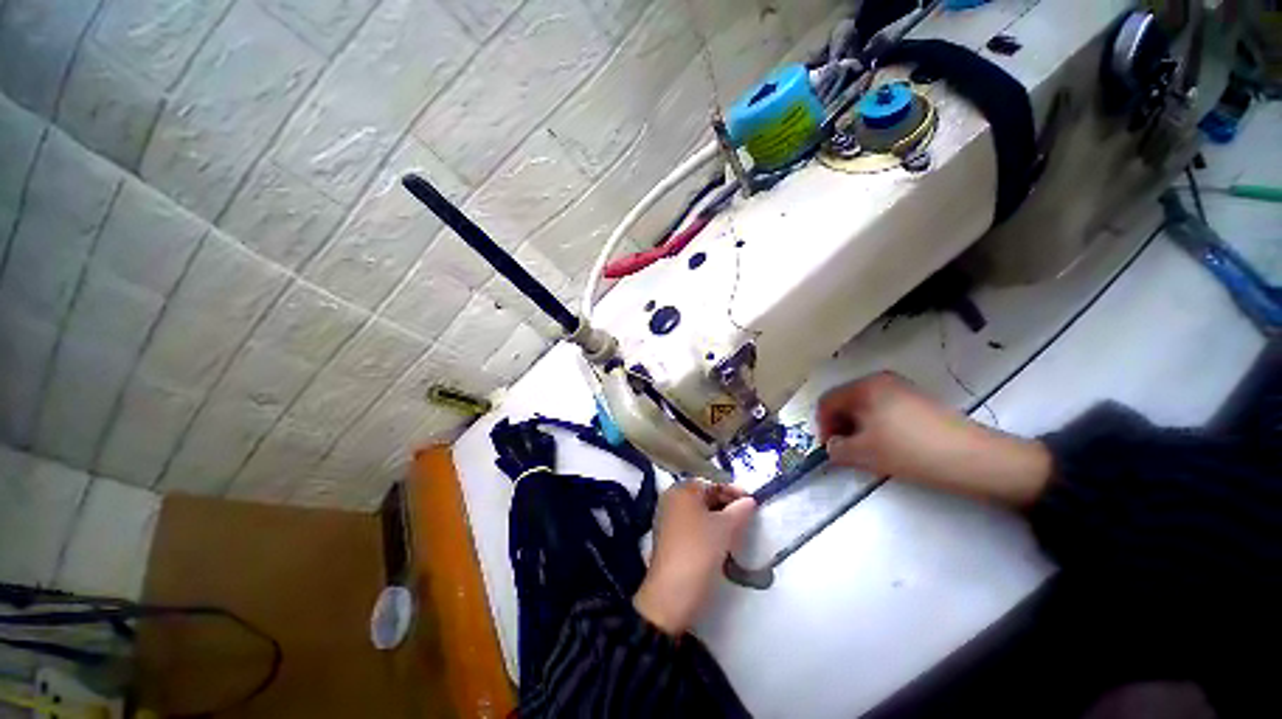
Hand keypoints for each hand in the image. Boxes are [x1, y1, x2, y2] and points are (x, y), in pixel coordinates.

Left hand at [633, 482, 755, 635]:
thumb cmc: (699, 550)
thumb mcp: (725, 528)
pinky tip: (723, 540)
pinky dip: (708, 528)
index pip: (710, 483)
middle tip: (747, 515)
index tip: (752, 501)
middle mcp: (671, 500)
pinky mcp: (670, 538)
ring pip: (699, 512)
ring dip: (719, 517)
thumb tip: (750, 500)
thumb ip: (740, 510)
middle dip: (726, 504)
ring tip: (739, 528)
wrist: (672, 594)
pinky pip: (692, 525)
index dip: (732, 490)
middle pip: (703, 496)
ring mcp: (668, 519)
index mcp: (681, 490)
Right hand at [817, 372, 1051, 505]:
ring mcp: (901, 387)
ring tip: (866, 449)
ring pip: (864, 405)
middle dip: (839, 425)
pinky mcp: (917, 399)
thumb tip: (832, 446)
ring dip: (857, 426)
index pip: (827, 401)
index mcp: (864, 387)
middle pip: (845, 401)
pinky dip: (875, 424)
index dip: (822, 425)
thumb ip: (837, 449)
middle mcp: (879, 380)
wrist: (973, 458)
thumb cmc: (910, 451)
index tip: (829, 448)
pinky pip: (883, 408)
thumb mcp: (864, 454)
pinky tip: (887, 443)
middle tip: (845, 449)